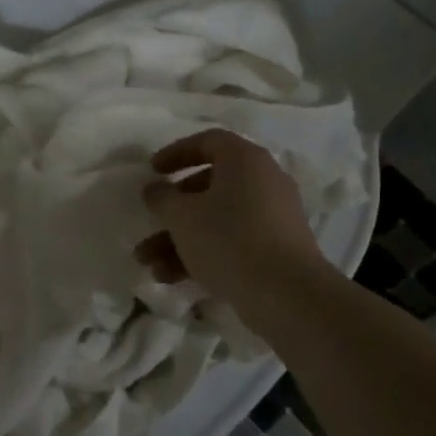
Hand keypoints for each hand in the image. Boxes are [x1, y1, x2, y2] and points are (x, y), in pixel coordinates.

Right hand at [136, 129, 327, 303]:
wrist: (286, 294)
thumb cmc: (229, 239)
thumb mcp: (183, 217)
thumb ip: (162, 198)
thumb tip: (155, 189)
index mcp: (245, 160)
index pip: (208, 142)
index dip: (177, 153)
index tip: (153, 170)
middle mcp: (264, 181)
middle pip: (209, 186)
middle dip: (173, 210)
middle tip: (149, 223)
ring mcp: (273, 217)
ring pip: (217, 220)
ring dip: (180, 240)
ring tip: (149, 264)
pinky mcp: (276, 249)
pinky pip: (233, 242)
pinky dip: (204, 254)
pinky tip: (172, 279)